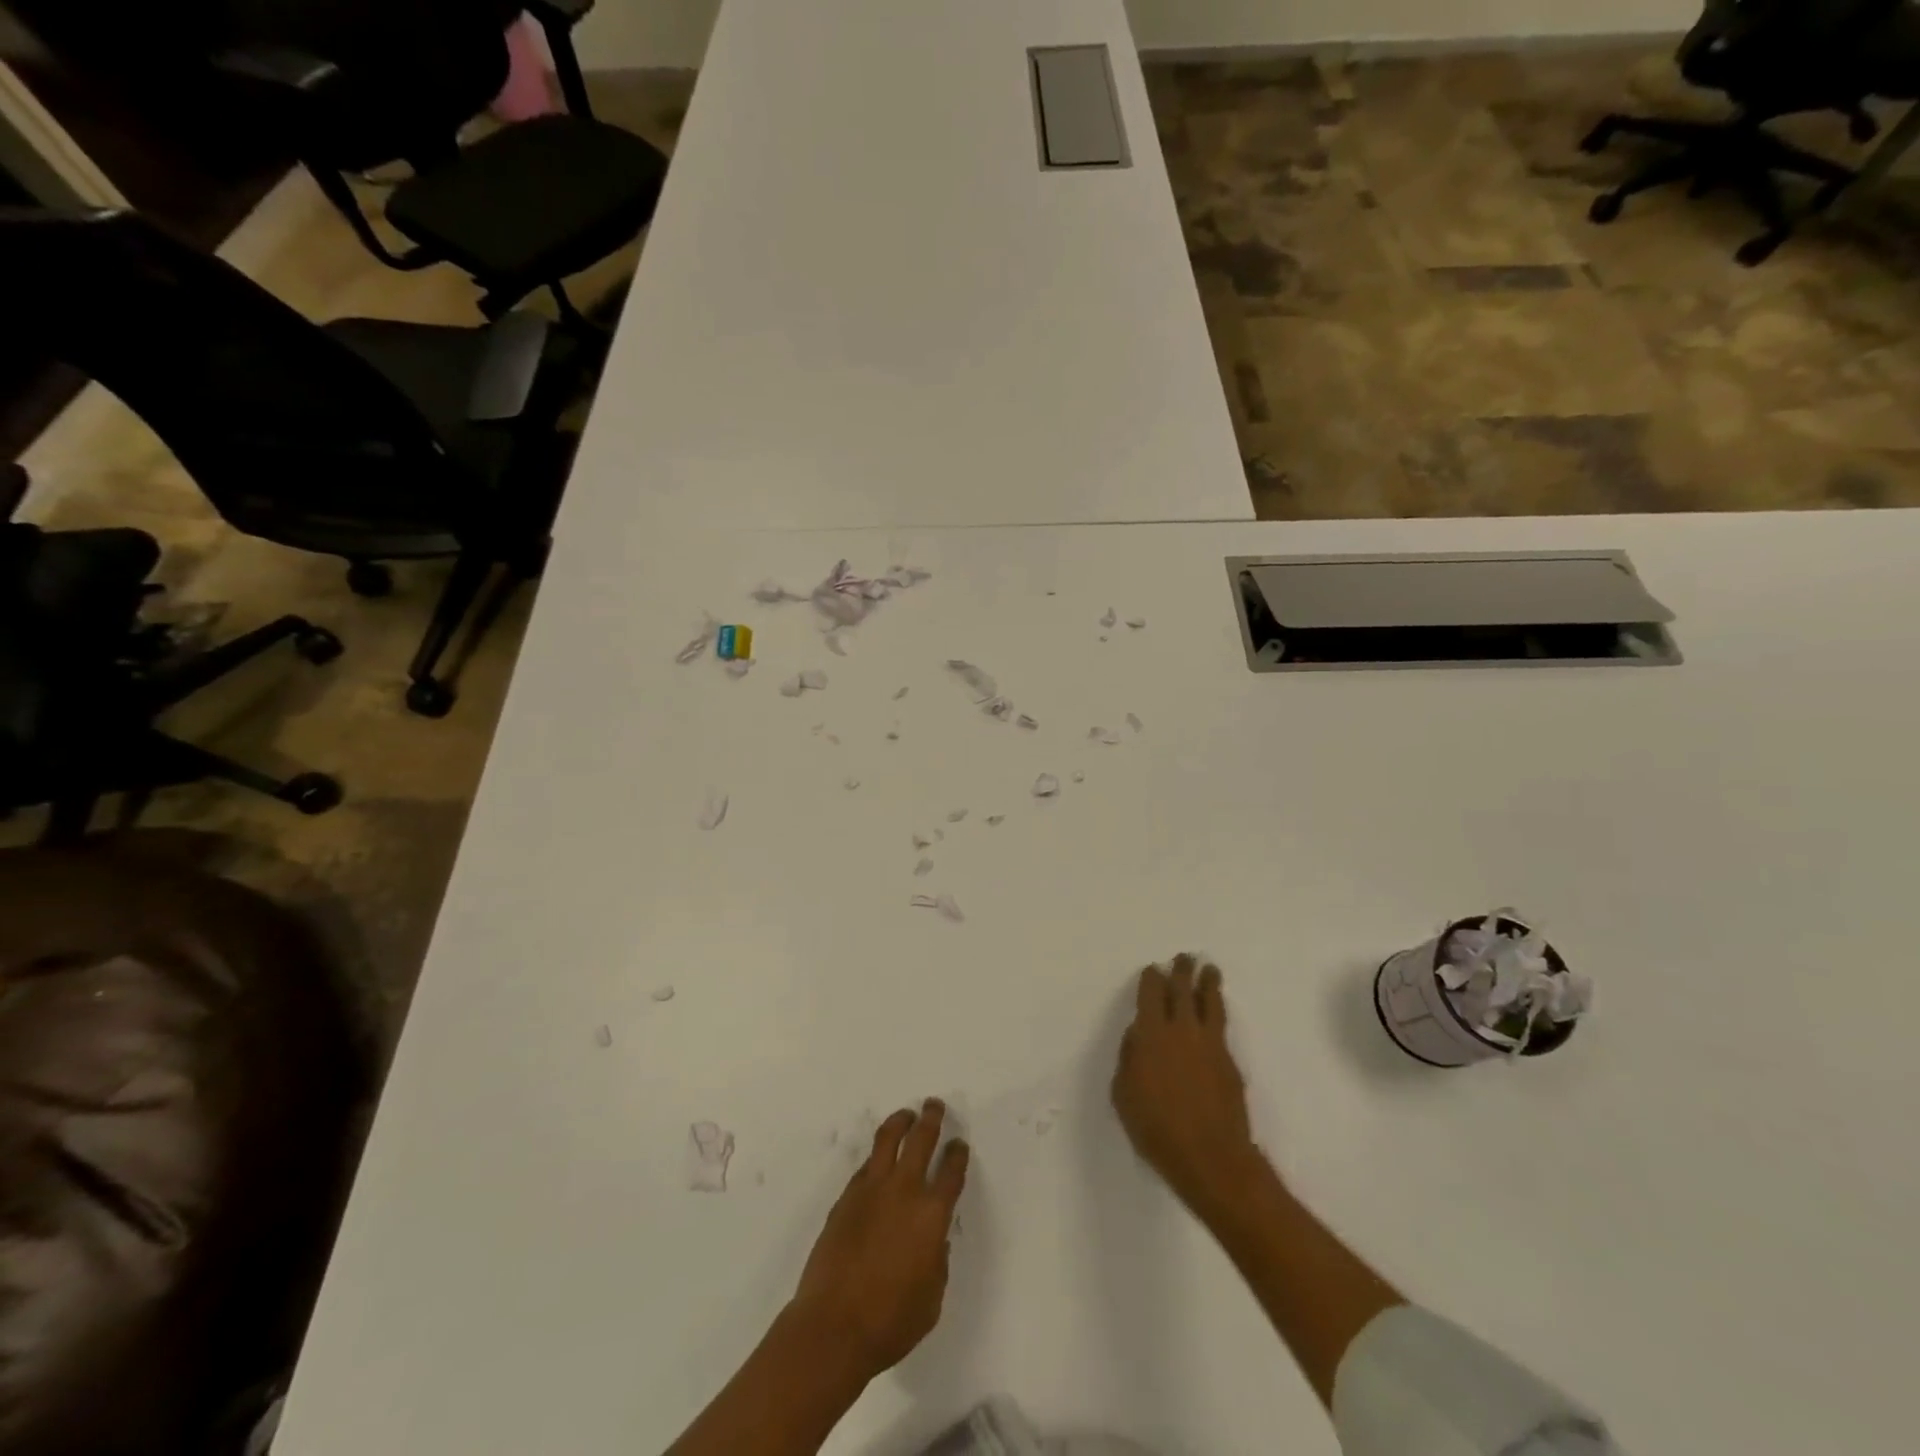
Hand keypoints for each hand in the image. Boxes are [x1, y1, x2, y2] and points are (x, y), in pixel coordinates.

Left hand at [790, 1099, 969, 1380]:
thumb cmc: (890, 1322)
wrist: (833, 1327)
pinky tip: (879, 1160)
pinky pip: (866, 1166)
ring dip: (900, 1122)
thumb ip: (937, 1262)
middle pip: (921, 1140)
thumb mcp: (931, 1299)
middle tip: (934, 1106)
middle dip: (931, 1118)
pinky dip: (877, 1156)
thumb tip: (933, 1241)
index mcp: (931, 1215)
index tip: (959, 1144)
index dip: (957, 1154)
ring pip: (888, 1139)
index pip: (951, 1171)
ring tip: (906, 1115)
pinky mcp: (845, 1197)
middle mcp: (904, 1191)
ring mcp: (871, 1190)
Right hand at [1112, 955, 1264, 1217]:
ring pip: (1209, 1003)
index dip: (1152, 979)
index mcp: (1151, 1034)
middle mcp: (1182, 1030)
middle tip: (1185, 957)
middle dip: (1182, 971)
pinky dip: (1217, 1012)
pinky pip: (1221, 1027)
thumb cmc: (1155, 1127)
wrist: (1210, 1156)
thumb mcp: (1123, 1093)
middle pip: (1183, 991)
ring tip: (1210, 969)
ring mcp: (1210, 1044)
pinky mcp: (1229, 1062)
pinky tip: (1216, 1012)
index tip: (1153, 970)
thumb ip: (1129, 1057)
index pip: (1151, 994)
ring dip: (1208, 983)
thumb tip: (1138, 1035)